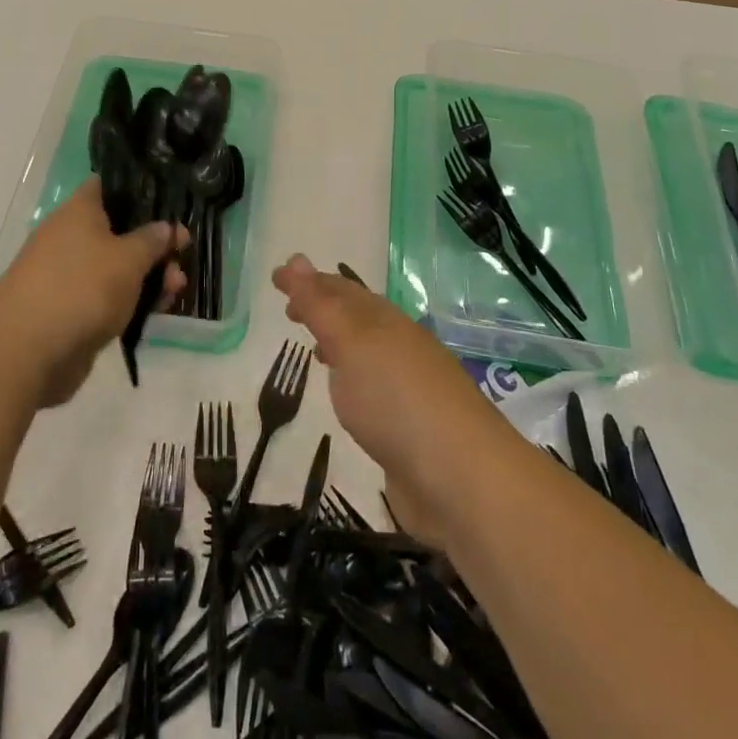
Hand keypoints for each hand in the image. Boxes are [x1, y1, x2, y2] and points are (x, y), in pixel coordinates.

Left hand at [0, 180, 188, 405]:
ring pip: (116, 267)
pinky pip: (106, 297)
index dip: (140, 191)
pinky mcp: (70, 310)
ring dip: (147, 277)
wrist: (27, 352)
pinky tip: (155, 311)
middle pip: (119, 231)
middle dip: (153, 245)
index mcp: (79, 211)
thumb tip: (165, 226)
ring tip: (175, 291)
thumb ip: (152, 240)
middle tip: (182, 256)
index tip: (169, 203)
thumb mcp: (128, 259)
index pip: (109, 186)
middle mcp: (70, 237)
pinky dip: (130, 301)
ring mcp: (68, 275)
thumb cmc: (82, 288)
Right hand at [271, 254, 513, 544]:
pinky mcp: (413, 428)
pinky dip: (353, 381)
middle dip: (325, 308)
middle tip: (289, 311)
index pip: (342, 290)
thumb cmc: (396, 400)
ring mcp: (410, 388)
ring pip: (368, 354)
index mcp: (386, 322)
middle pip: (359, 318)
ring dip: (340, 344)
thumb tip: (294, 258)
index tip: (275, 278)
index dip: (308, 281)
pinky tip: (348, 399)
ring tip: (315, 349)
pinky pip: (375, 390)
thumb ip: (320, 305)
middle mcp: (401, 347)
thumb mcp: (351, 343)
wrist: (461, 480)